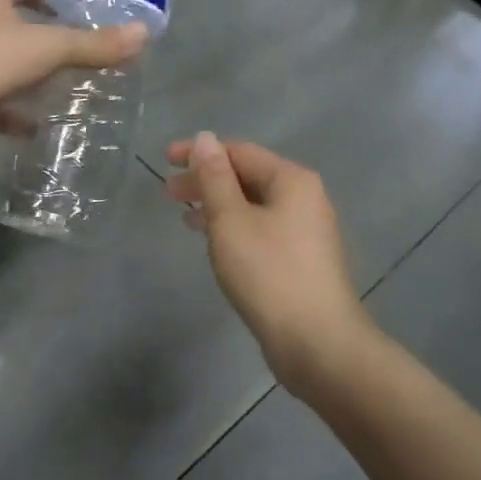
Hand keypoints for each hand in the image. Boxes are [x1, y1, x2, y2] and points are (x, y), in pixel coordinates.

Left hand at [0, 0, 147, 167]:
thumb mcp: (47, 50)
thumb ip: (94, 45)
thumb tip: (144, 34)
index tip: (82, 13)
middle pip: (12, 22)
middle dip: (44, 38)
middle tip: (80, 55)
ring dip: (26, 76)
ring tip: (62, 90)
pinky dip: (8, 110)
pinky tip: (32, 128)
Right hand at [166, 134, 371, 395]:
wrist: (316, 341)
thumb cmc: (268, 273)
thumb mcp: (230, 220)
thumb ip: (214, 178)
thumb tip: (205, 138)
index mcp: (291, 179)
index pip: (239, 151)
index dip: (200, 152)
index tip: (165, 160)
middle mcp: (305, 197)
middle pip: (247, 176)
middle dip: (206, 181)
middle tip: (168, 193)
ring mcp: (306, 230)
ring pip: (253, 205)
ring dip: (217, 206)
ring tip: (184, 217)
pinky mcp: (301, 259)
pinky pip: (261, 228)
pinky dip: (234, 228)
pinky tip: (216, 243)